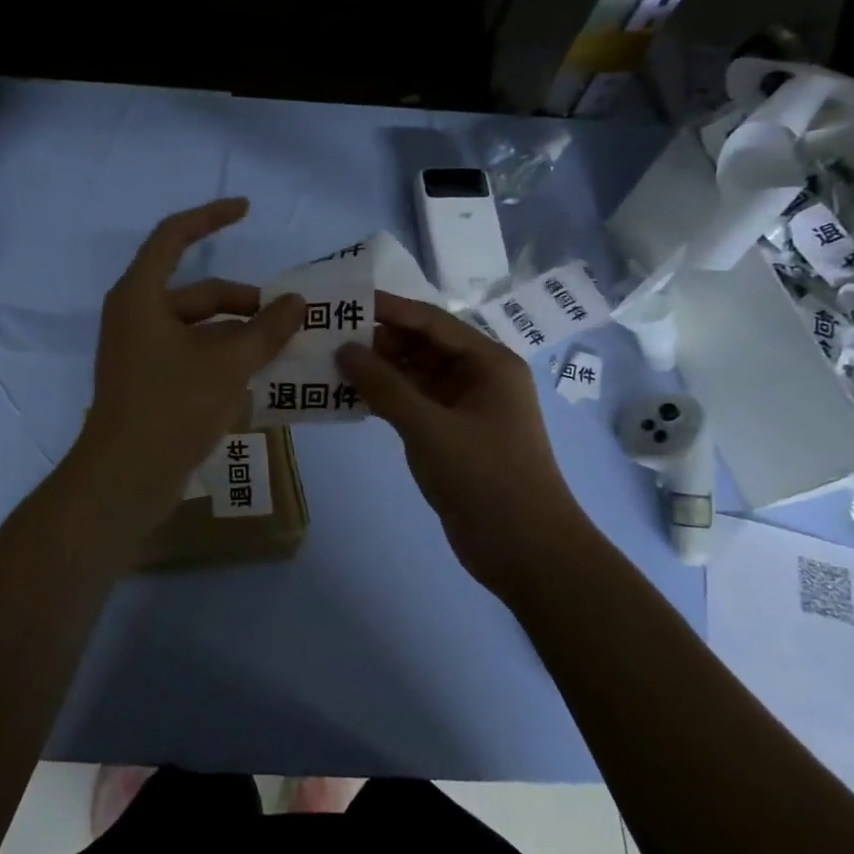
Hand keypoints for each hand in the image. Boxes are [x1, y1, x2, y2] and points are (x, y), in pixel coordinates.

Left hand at [73, 199, 304, 538]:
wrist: (124, 479)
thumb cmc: (171, 408)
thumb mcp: (227, 365)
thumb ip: (265, 329)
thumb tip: (297, 302)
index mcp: (141, 296)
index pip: (174, 236)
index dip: (210, 217)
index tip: (246, 209)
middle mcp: (137, 316)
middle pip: (198, 292)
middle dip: (245, 302)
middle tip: (291, 317)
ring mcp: (141, 352)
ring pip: (200, 328)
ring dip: (240, 334)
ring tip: (284, 348)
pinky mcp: (150, 383)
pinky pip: (193, 356)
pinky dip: (224, 359)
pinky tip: (260, 376)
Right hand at [337, 292, 581, 598]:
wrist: (526, 552)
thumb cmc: (485, 478)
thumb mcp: (430, 428)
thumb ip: (384, 386)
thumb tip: (344, 349)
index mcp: (488, 363)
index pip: (431, 322)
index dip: (388, 309)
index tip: (343, 301)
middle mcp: (478, 377)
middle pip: (422, 346)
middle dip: (378, 340)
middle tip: (327, 336)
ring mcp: (464, 408)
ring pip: (415, 376)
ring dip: (378, 371)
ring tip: (329, 363)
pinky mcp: (451, 436)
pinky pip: (413, 405)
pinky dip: (385, 399)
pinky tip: (348, 397)